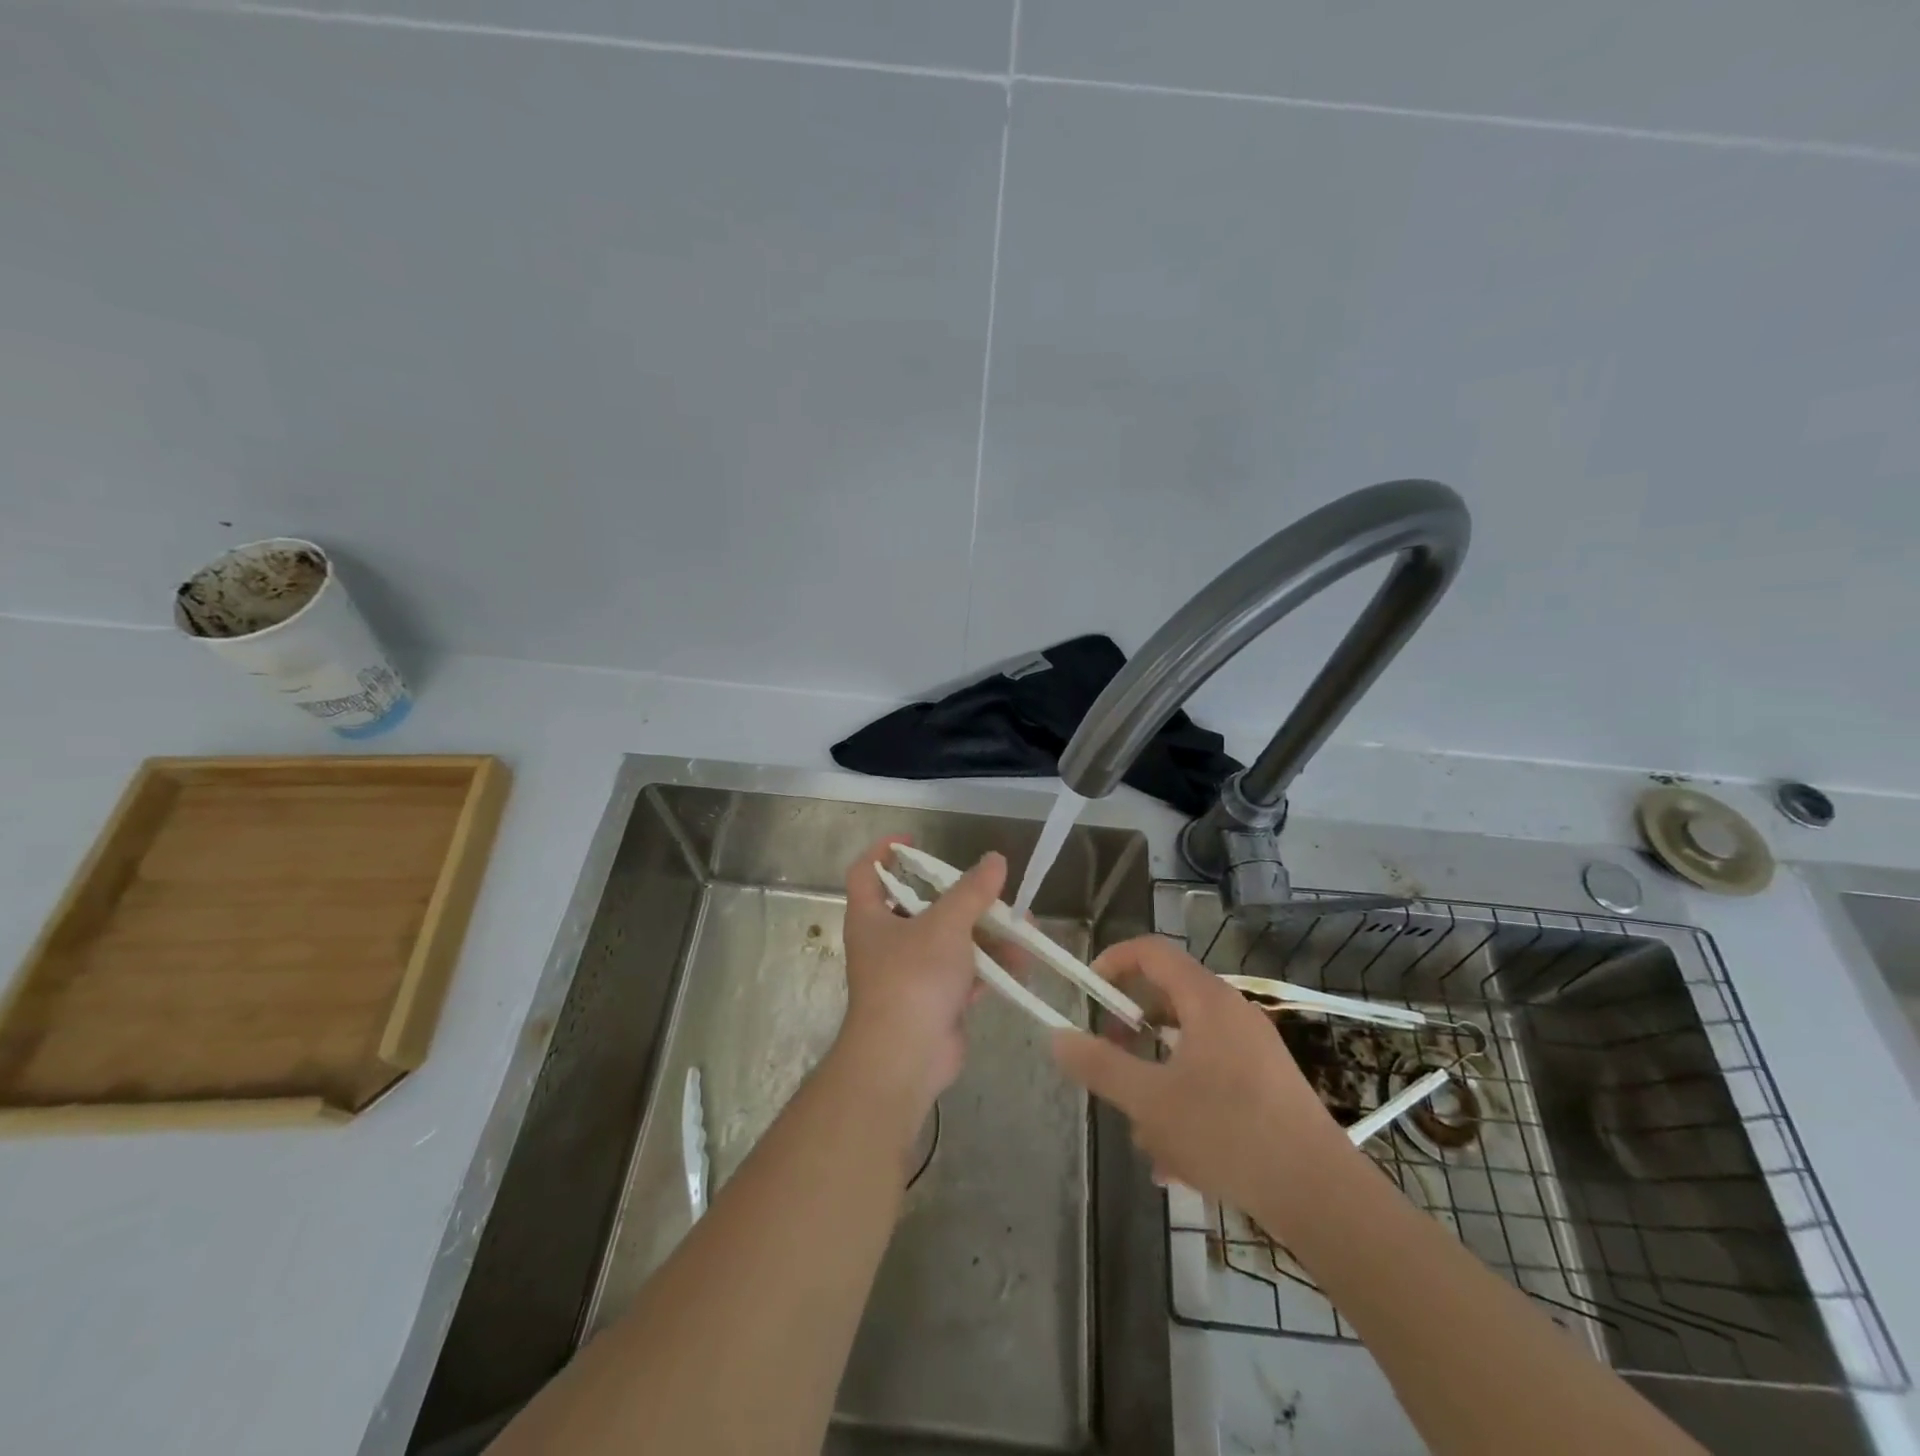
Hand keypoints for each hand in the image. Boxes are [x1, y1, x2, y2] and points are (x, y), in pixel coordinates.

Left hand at [836, 837, 1007, 1117]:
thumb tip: (995, 859)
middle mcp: (886, 942)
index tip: (914, 841)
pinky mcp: (934, 1002)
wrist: (905, 1058)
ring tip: (1024, 927)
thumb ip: (972, 891)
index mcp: (871, 917)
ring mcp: (911, 974)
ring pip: (951, 942)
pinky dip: (989, 967)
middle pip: (922, 906)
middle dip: (963, 898)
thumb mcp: (946, 924)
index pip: (866, 872)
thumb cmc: (913, 978)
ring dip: (987, 934)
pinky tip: (1021, 962)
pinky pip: (964, 974)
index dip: (885, 852)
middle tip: (993, 890)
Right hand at [1050, 935, 1353, 1221]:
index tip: (1087, 993)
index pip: (1152, 951)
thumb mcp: (1151, 1101)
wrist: (1322, 1196)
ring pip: (1184, 1049)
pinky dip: (1185, 1105)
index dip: (1113, 961)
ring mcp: (1252, 1050)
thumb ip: (1100, 1066)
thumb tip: (1058, 1037)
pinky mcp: (1264, 1086)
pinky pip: (1209, 1079)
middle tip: (1109, 1063)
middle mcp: (1231, 1014)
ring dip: (1156, 1084)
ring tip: (1146, 1138)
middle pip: (1166, 1001)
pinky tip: (1178, 1163)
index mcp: (1206, 1000)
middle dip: (1130, 1035)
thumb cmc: (1229, 1133)